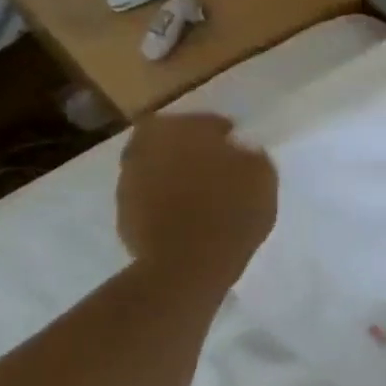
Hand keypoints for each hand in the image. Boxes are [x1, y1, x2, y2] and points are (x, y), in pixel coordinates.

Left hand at [116, 112, 276, 292]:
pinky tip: (187, 214)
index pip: (207, 122)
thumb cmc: (231, 212)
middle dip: (192, 149)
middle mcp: (148, 145)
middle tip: (216, 166)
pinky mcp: (123, 210)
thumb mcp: (262, 177)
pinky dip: (165, 199)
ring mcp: (129, 178)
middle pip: (174, 139)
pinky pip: (150, 195)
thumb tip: (240, 151)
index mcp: (181, 128)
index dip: (224, 134)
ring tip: (202, 193)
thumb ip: (251, 156)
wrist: (187, 263)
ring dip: (177, 173)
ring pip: (159, 166)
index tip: (237, 147)